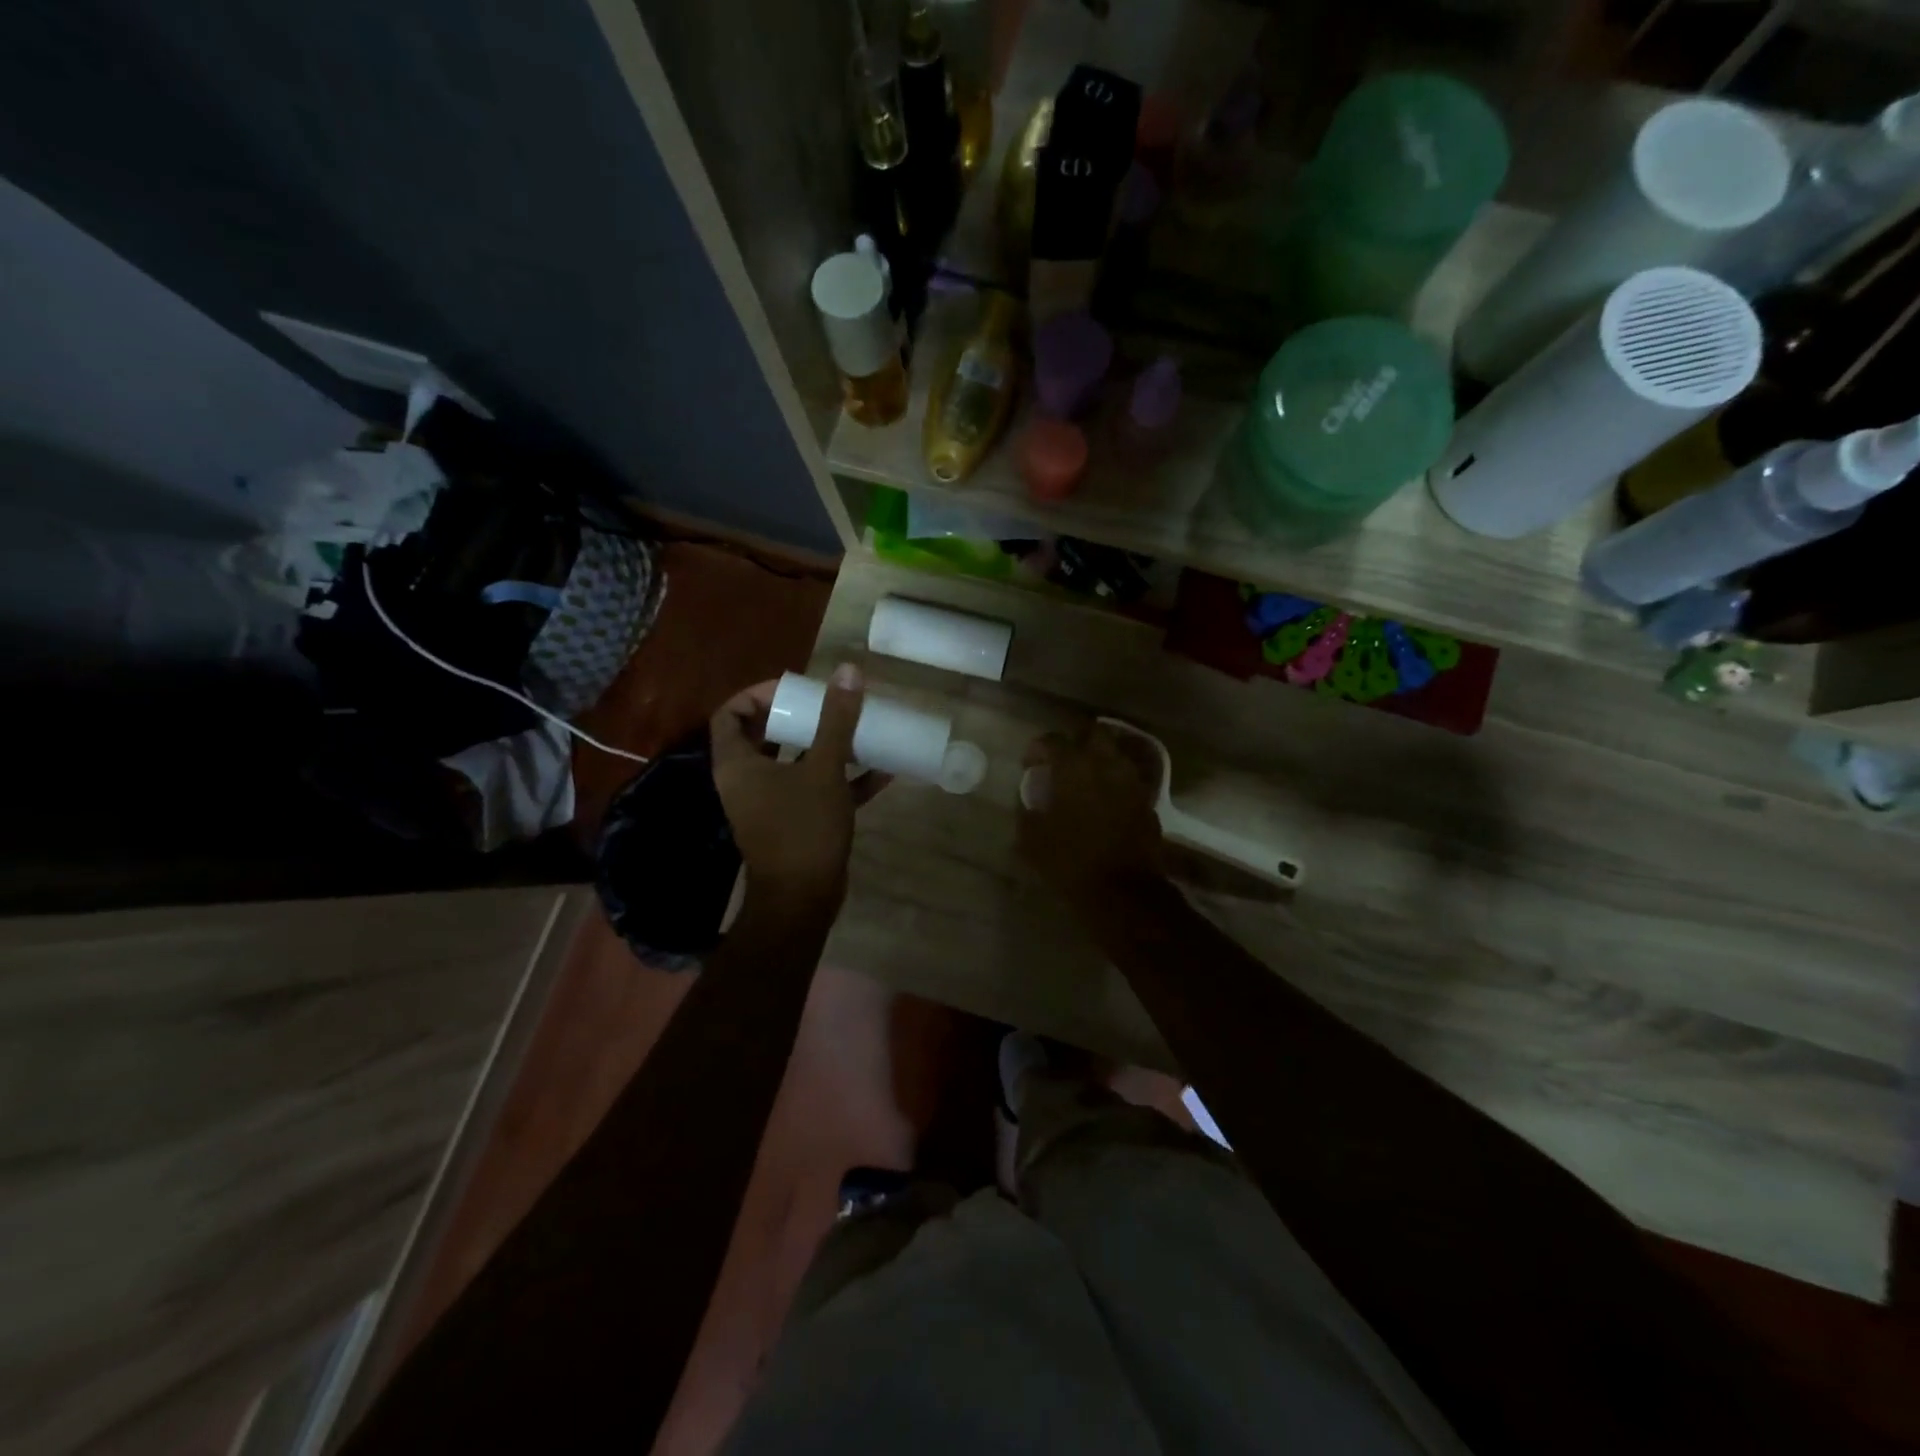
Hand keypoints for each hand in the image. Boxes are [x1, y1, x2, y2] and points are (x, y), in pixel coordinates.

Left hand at [710, 665, 888, 917]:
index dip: (757, 694)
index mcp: (738, 765)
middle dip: (798, 718)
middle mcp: (748, 781)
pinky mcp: (796, 824)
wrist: (804, 900)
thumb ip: (836, 720)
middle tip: (829, 704)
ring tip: (856, 727)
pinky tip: (882, 770)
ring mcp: (772, 804)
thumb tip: (847, 671)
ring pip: (794, 763)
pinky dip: (842, 780)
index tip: (794, 689)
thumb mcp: (823, 769)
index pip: (730, 715)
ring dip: (824, 746)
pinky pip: (816, 791)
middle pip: (764, 736)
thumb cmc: (803, 828)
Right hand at [1017, 722, 1165, 908]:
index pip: (1053, 741)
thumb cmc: (1070, 862)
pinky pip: (1128, 782)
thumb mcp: (1033, 840)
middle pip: (1094, 734)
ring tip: (1084, 781)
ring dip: (1099, 761)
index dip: (1037, 748)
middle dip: (1077, 741)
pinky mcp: (1148, 803)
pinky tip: (1104, 803)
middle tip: (1062, 761)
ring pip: (1115, 756)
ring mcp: (1132, 783)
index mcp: (1074, 767)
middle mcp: (1107, 765)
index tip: (1028, 764)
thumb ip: (1028, 813)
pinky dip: (1115, 785)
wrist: (1123, 893)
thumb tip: (1029, 803)